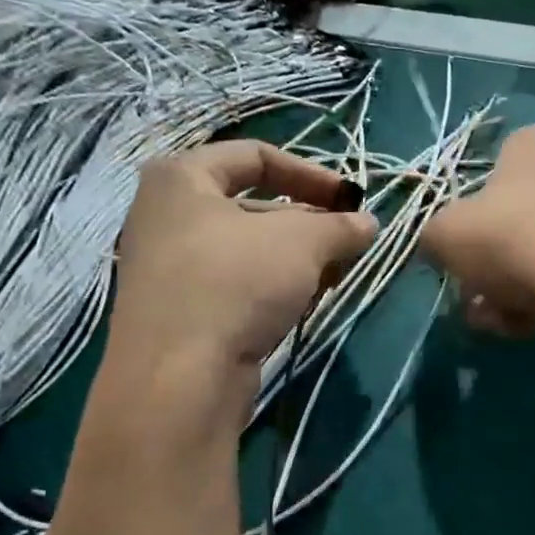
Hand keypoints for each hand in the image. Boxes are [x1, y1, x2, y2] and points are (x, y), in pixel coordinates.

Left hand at [111, 140, 375, 384]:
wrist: (178, 378)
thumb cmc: (235, 283)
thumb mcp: (300, 242)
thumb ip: (339, 226)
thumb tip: (368, 224)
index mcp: (181, 179)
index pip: (255, 155)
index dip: (310, 172)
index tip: (349, 201)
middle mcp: (166, 216)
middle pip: (252, 205)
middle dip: (307, 223)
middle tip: (346, 244)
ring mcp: (168, 268)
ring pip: (247, 250)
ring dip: (295, 260)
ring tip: (334, 277)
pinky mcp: (179, 312)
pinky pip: (235, 285)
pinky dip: (271, 288)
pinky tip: (302, 306)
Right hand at [421, 124, 534, 340]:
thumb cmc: (510, 236)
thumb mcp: (445, 233)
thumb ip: (434, 237)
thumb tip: (437, 248)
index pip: (496, 168)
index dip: (472, 215)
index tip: (460, 252)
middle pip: (519, 220)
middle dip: (491, 265)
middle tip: (473, 297)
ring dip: (512, 290)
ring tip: (495, 320)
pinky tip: (527, 326)